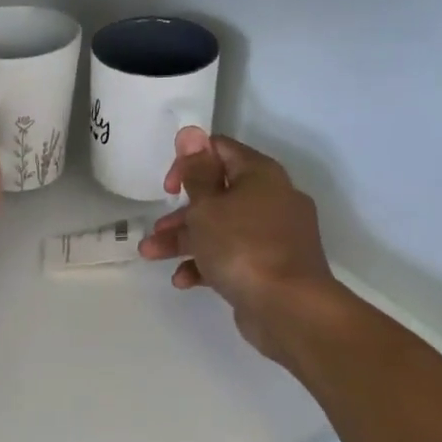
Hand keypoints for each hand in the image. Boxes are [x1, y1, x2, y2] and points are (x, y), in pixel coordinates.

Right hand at [137, 127, 345, 368]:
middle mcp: (271, 199)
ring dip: (185, 240)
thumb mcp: (207, 206)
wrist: (289, 308)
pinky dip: (207, 264)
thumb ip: (195, 171)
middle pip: (217, 195)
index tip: (168, 188)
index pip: (220, 150)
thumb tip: (191, 133)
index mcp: (260, 175)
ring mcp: (274, 235)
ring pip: (221, 228)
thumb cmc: (242, 246)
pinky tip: (183, 281)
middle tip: (156, 228)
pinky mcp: (271, 266)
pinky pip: (233, 256)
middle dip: (180, 212)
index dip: (189, 162)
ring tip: (151, 254)